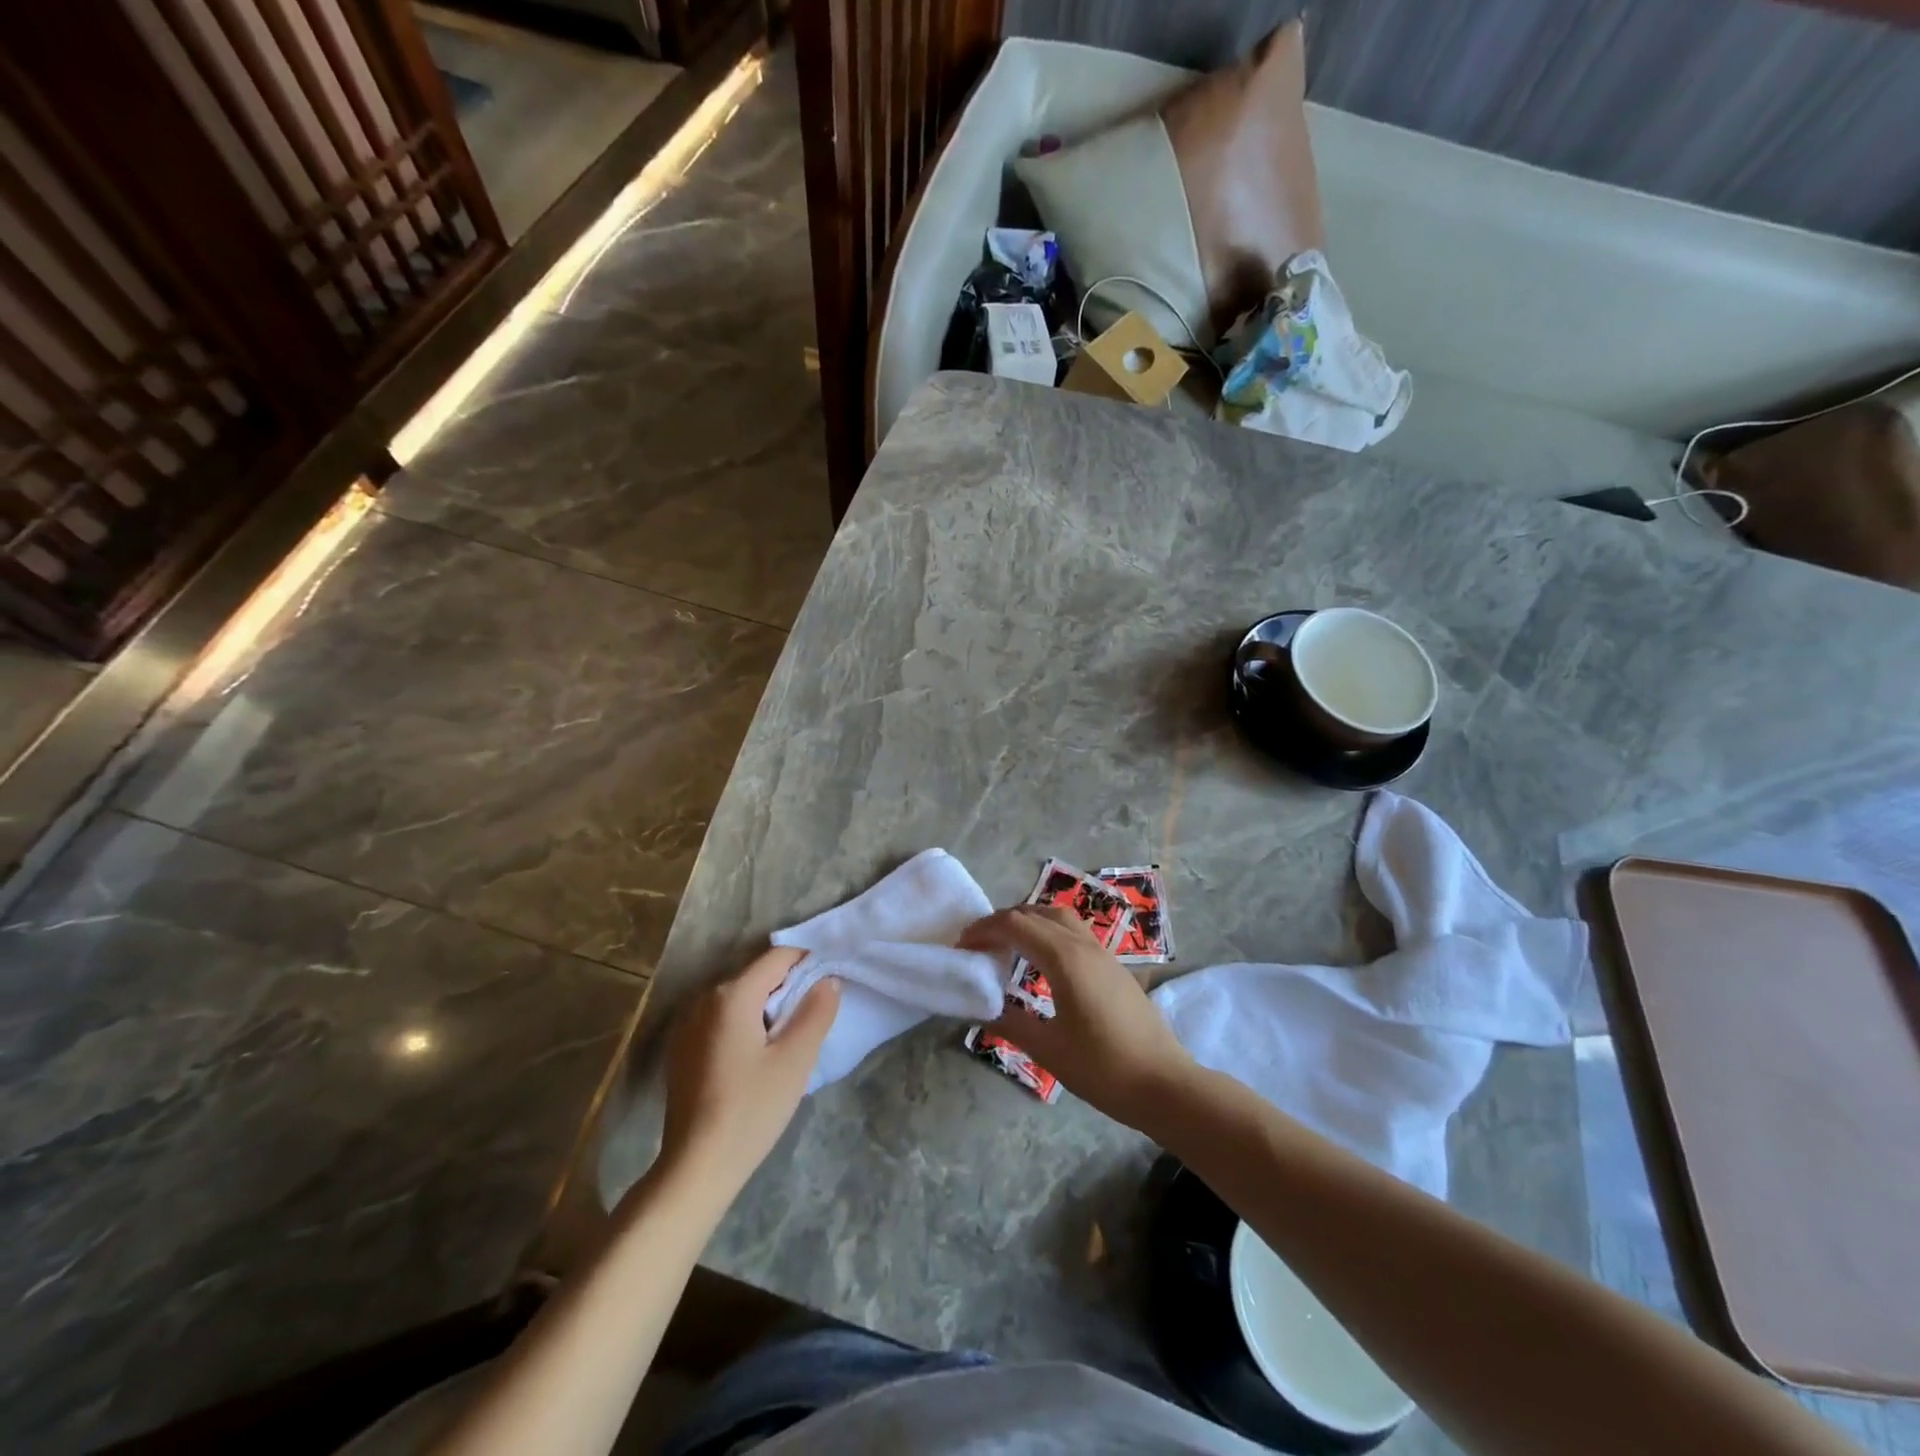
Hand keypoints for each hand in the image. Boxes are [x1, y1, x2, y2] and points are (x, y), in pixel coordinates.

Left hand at [659, 947, 839, 1195]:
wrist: (695, 1168)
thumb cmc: (750, 1110)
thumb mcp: (795, 1060)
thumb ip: (816, 1012)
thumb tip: (828, 979)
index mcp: (732, 995)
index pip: (777, 957)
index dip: (808, 960)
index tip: (832, 978)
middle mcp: (704, 999)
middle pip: (757, 975)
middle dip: (789, 985)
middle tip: (816, 1012)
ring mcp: (687, 1024)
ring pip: (739, 998)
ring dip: (767, 1006)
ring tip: (791, 1035)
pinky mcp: (682, 1049)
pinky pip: (722, 1019)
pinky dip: (745, 1023)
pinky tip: (758, 1056)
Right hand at [960, 905, 1194, 1129]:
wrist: (1165, 1085)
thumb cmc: (1104, 1069)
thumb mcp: (1048, 1050)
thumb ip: (1010, 1023)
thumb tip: (979, 1007)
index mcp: (1065, 959)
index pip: (1015, 925)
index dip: (984, 930)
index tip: (961, 947)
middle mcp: (1084, 945)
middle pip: (1035, 912)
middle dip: (1002, 921)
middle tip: (978, 945)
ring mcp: (1103, 953)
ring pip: (1059, 917)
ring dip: (1028, 921)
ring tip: (1006, 946)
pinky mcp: (1114, 967)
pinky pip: (1074, 932)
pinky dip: (1048, 932)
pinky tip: (1041, 962)